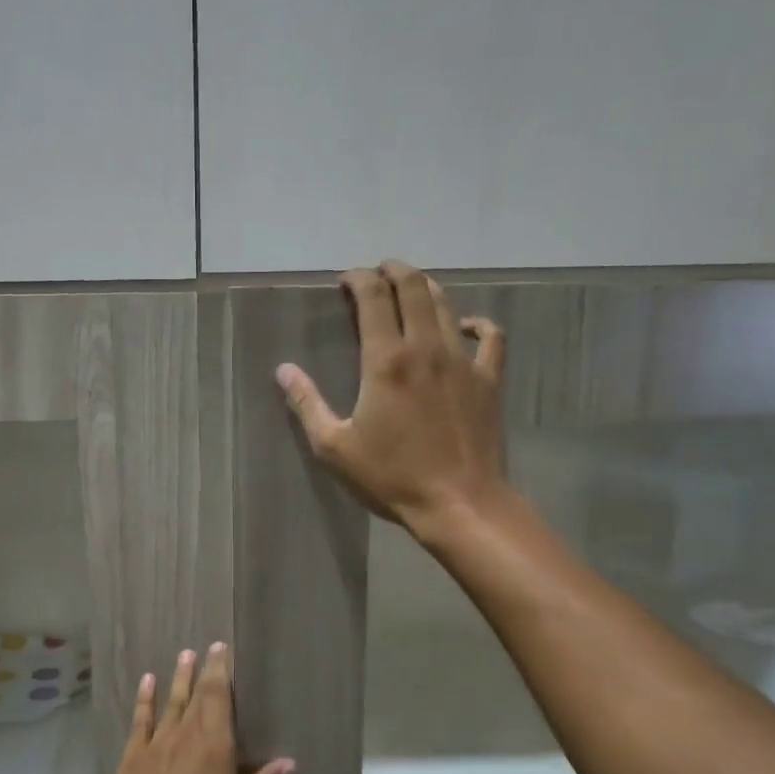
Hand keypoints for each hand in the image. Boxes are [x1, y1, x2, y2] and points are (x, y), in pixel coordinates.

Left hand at [93, 645, 292, 773]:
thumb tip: (288, 762)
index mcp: (215, 748)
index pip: (219, 698)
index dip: (221, 671)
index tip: (223, 649)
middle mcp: (185, 737)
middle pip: (197, 695)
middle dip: (204, 671)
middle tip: (210, 647)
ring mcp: (155, 746)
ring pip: (170, 703)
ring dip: (178, 678)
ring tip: (184, 654)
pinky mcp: (132, 759)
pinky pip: (141, 721)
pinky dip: (145, 699)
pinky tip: (148, 682)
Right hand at [276, 259, 508, 535]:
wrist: (459, 502)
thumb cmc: (391, 477)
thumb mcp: (335, 447)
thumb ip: (308, 404)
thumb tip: (283, 370)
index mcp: (386, 361)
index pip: (373, 297)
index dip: (358, 279)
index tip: (345, 280)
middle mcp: (426, 348)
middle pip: (413, 288)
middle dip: (393, 271)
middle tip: (378, 272)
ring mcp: (463, 361)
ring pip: (447, 305)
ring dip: (426, 288)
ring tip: (411, 288)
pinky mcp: (488, 380)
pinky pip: (490, 336)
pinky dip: (477, 323)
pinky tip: (465, 325)